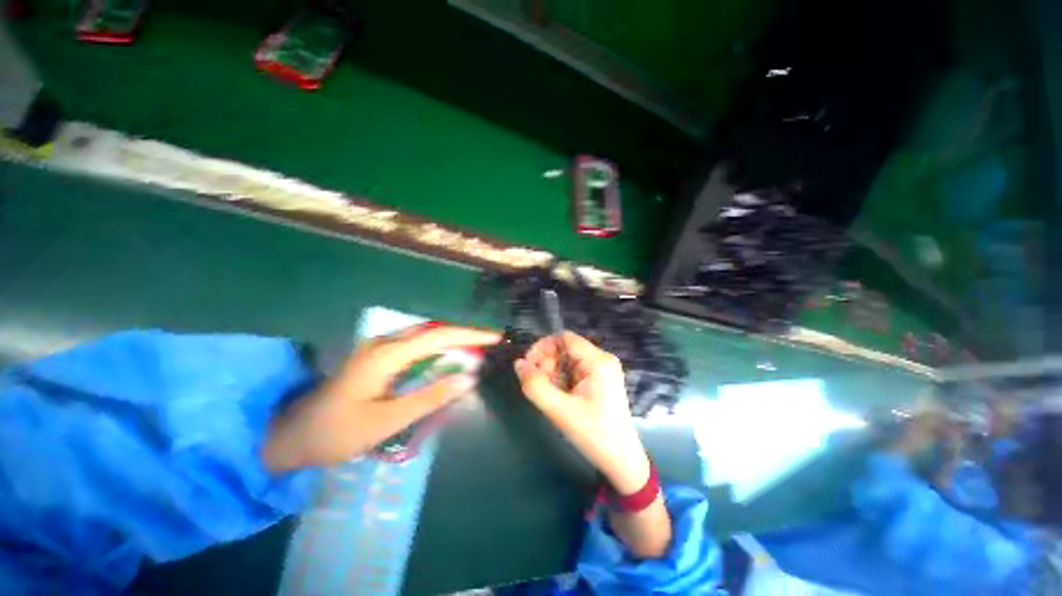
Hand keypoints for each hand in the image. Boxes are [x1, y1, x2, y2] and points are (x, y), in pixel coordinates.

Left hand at [263, 324, 500, 471]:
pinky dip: (439, 349)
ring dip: (454, 340)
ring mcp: (380, 348)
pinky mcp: (379, 357)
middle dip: (466, 334)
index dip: (470, 334)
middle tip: (491, 343)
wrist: (290, 435)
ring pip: (426, 337)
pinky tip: (449, 357)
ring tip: (478, 348)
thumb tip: (468, 377)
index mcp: (387, 355)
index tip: (496, 337)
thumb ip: (430, 397)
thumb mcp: (387, 421)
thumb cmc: (337, 432)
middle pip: (435, 331)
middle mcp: (385, 343)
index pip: (439, 336)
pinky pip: (417, 346)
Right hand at [513, 332, 649, 493]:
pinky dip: (561, 379)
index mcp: (598, 361)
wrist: (621, 460)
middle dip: (546, 362)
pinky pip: (574, 371)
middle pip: (565, 349)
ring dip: (552, 372)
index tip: (528, 365)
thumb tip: (518, 363)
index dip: (542, 347)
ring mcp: (602, 370)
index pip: (564, 338)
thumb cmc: (593, 434)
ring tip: (548, 394)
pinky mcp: (600, 380)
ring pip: (568, 360)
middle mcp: (602, 359)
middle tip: (536, 384)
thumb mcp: (560, 410)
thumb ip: (535, 385)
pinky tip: (559, 396)